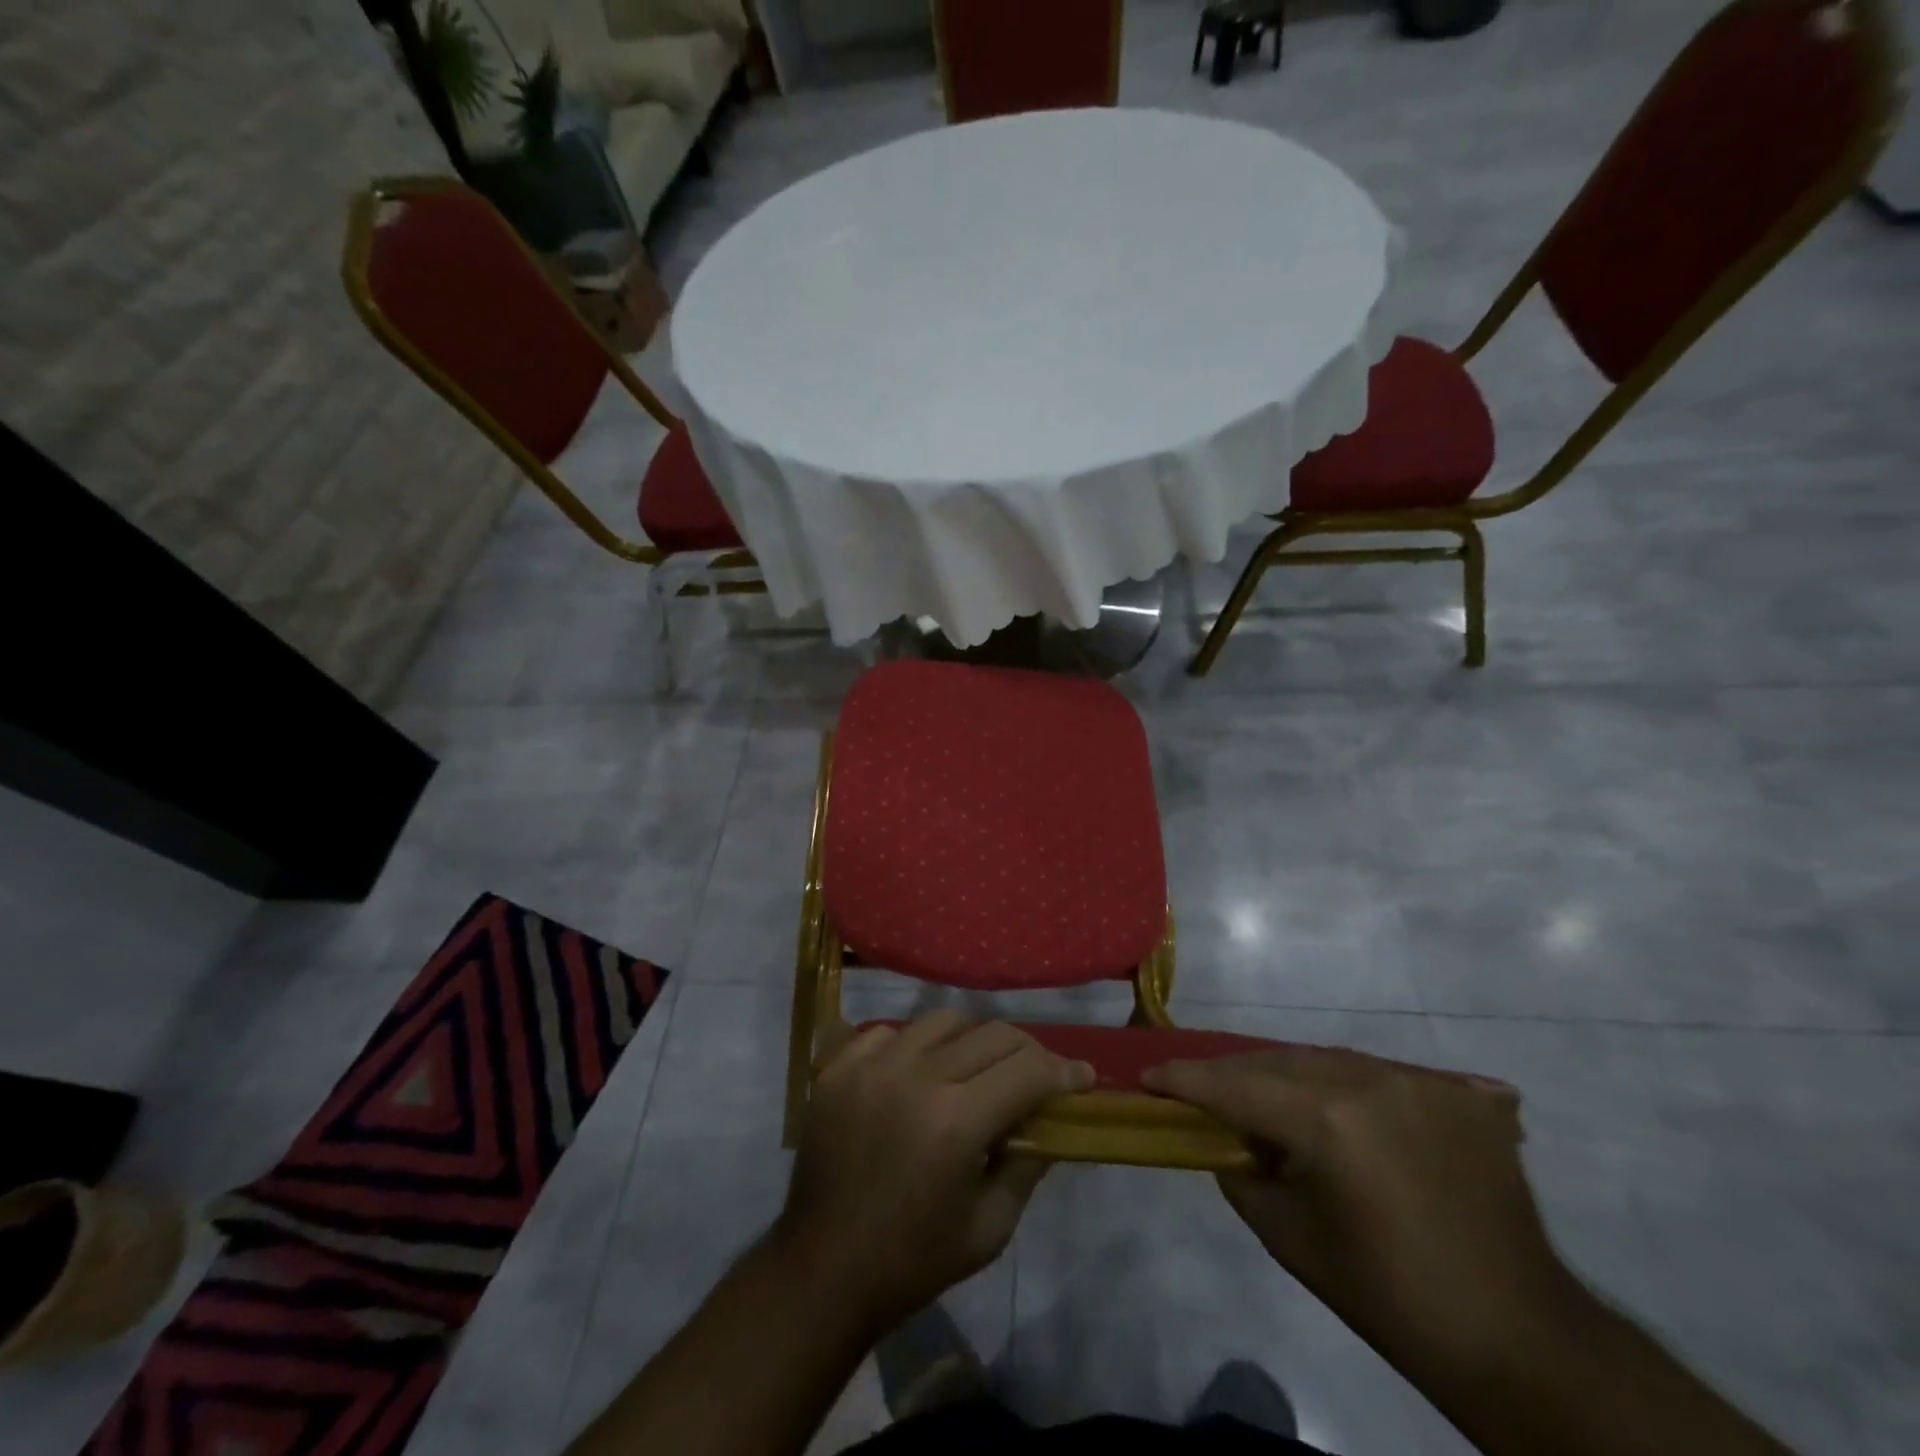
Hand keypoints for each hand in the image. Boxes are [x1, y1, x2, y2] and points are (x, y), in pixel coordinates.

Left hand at [773, 1012, 1093, 1336]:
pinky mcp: (840, 1065)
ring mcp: (872, 1064)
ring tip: (974, 1070)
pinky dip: (915, 1047)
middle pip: (993, 1034)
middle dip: (1027, 1052)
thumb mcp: (989, 1228)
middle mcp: (916, 1076)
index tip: (1081, 1078)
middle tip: (1036, 1076)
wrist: (822, 1269)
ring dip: (972, 1041)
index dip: (1063, 1071)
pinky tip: (917, 1076)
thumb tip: (1052, 1120)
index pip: (1028, 1069)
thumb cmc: (913, 1260)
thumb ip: (1027, 1165)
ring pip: (944, 1020)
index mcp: (956, 1122)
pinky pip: (892, 1031)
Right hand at [1143, 1045, 1584, 1378]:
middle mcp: (1369, 1080)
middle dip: (1234, 1074)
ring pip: (1327, 1059)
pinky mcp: (1458, 1092)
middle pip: (1278, 1061)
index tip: (1149, 1076)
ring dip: (1289, 1074)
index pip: (1234, 1085)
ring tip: (1267, 1097)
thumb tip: (1224, 1137)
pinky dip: (1346, 1084)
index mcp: (1325, 1119)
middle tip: (1201, 1088)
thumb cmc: (1387, 1296)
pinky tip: (1337, 1107)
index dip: (1185, 1079)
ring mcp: (1419, 1080)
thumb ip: (1241, 1172)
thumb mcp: (1289, 1237)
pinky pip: (1380, 1072)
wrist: (1516, 1338)